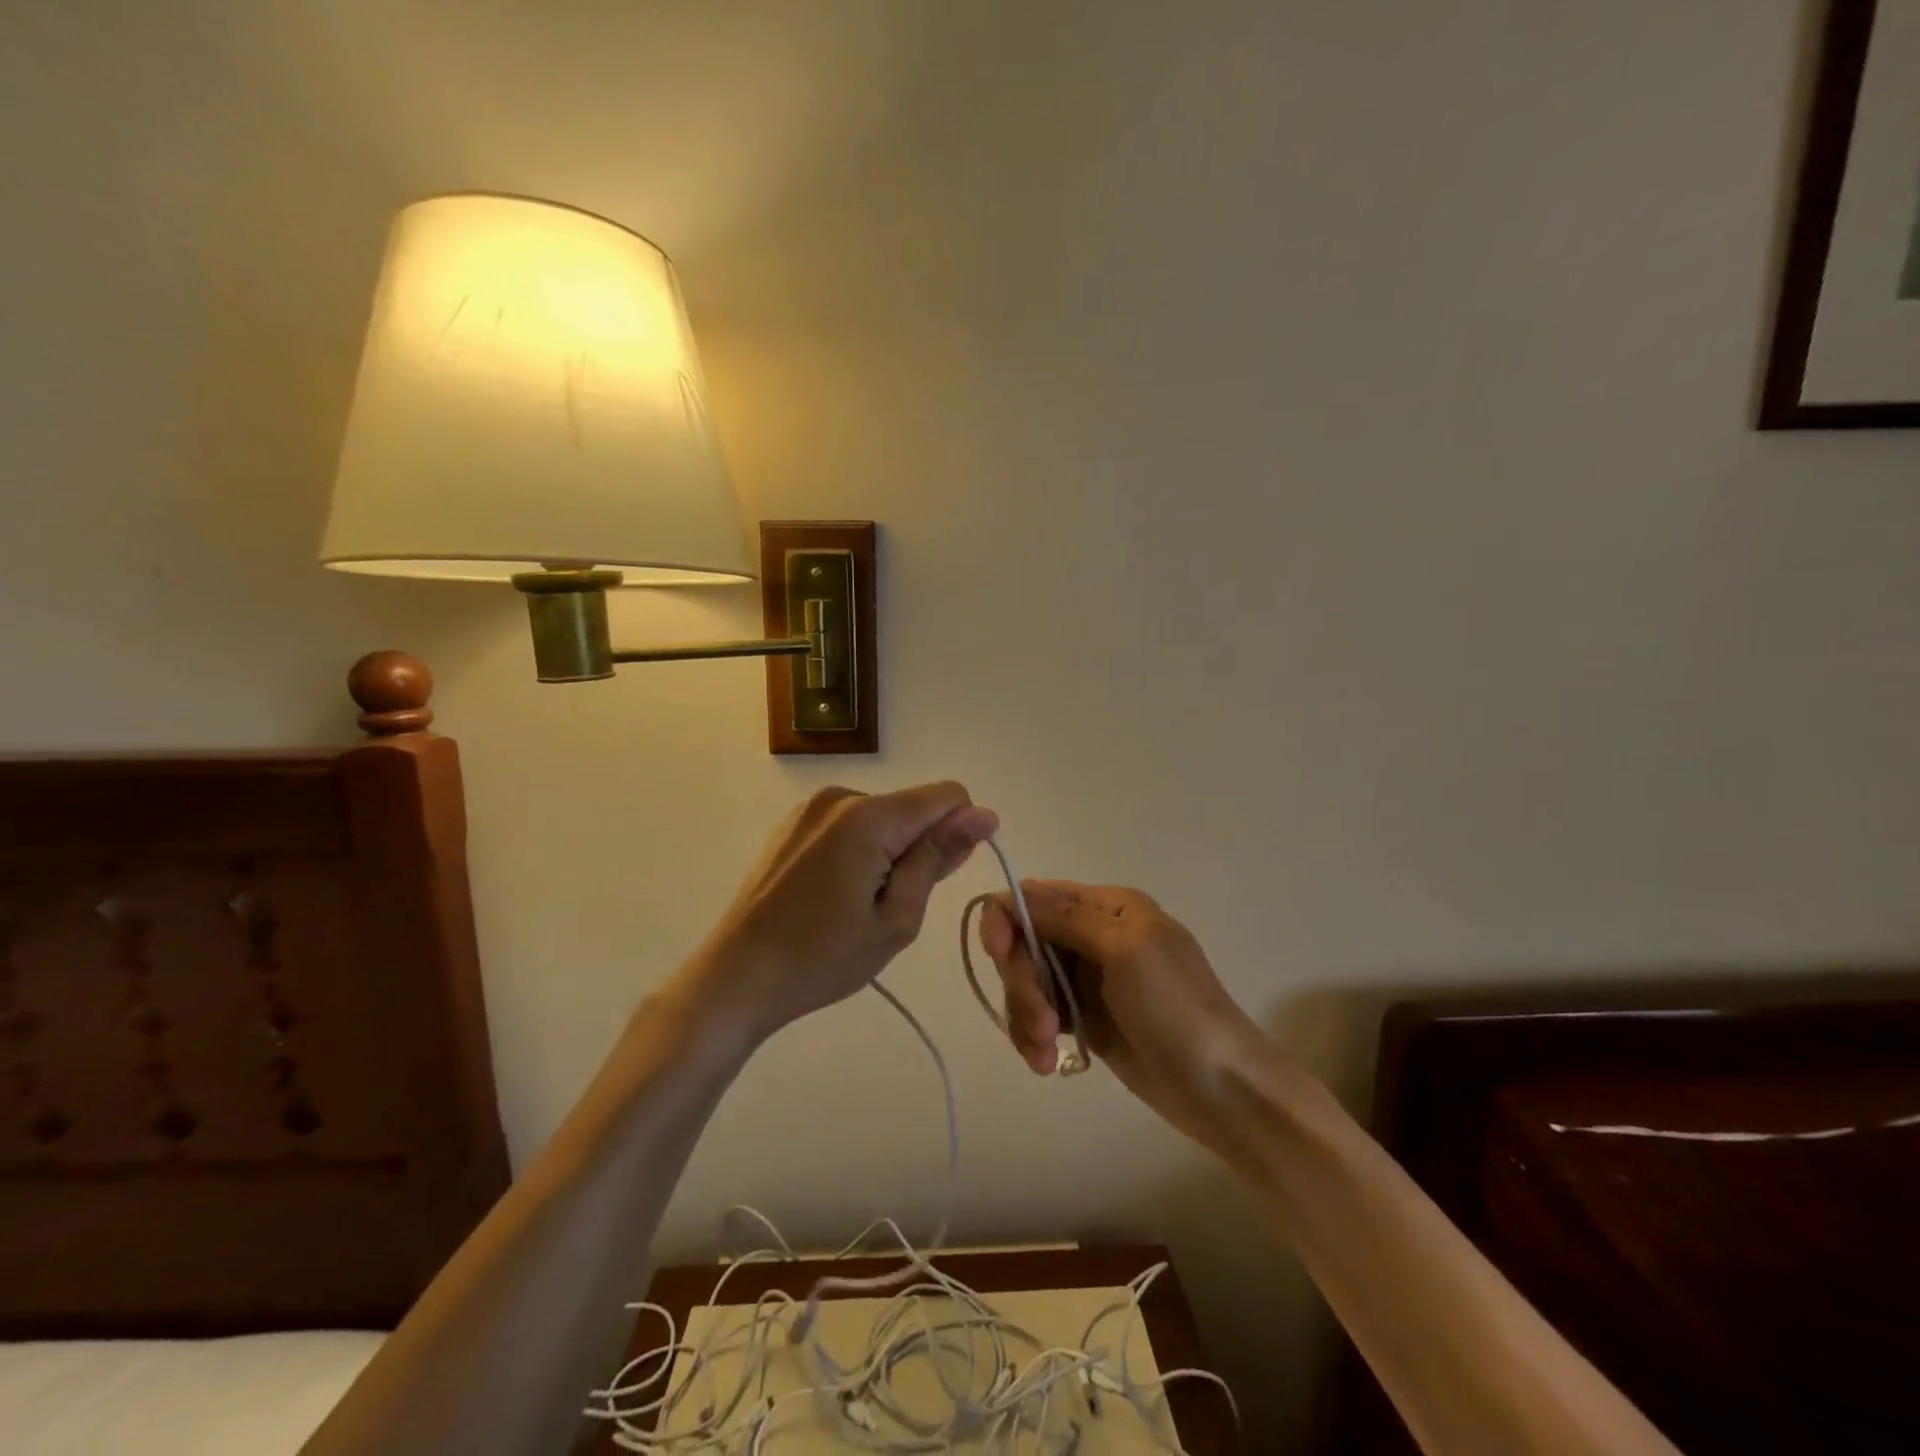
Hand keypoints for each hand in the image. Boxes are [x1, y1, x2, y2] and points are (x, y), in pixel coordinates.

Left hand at [688, 784, 997, 1041]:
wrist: (736, 977)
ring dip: (888, 853)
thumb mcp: (896, 918)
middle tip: (887, 908)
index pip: (948, 796)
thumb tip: (983, 815)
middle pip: (913, 808)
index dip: (959, 833)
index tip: (938, 878)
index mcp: (869, 817)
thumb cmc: (822, 958)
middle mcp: (841, 796)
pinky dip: (860, 851)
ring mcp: (812, 807)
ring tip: (856, 905)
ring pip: (884, 818)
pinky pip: (852, 824)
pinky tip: (833, 893)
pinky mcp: (794, 822)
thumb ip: (938, 857)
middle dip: (917, 850)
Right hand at [981, 883, 1265, 1151]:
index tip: (1001, 956)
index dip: (1007, 921)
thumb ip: (1064, 917)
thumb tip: (1008, 894)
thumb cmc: (1175, 1007)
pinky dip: (1034, 1037)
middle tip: (1040, 1024)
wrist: (1222, 1087)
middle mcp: (1092, 935)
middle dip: (1022, 983)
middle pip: (1025, 943)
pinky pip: (1039, 1016)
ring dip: (1025, 1016)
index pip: (1034, 896)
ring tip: (1045, 1055)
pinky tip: (1047, 1064)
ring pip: (1027, 982)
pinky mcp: (1084, 1019)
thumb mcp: (1123, 949)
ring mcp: (1088, 979)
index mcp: (1107, 906)